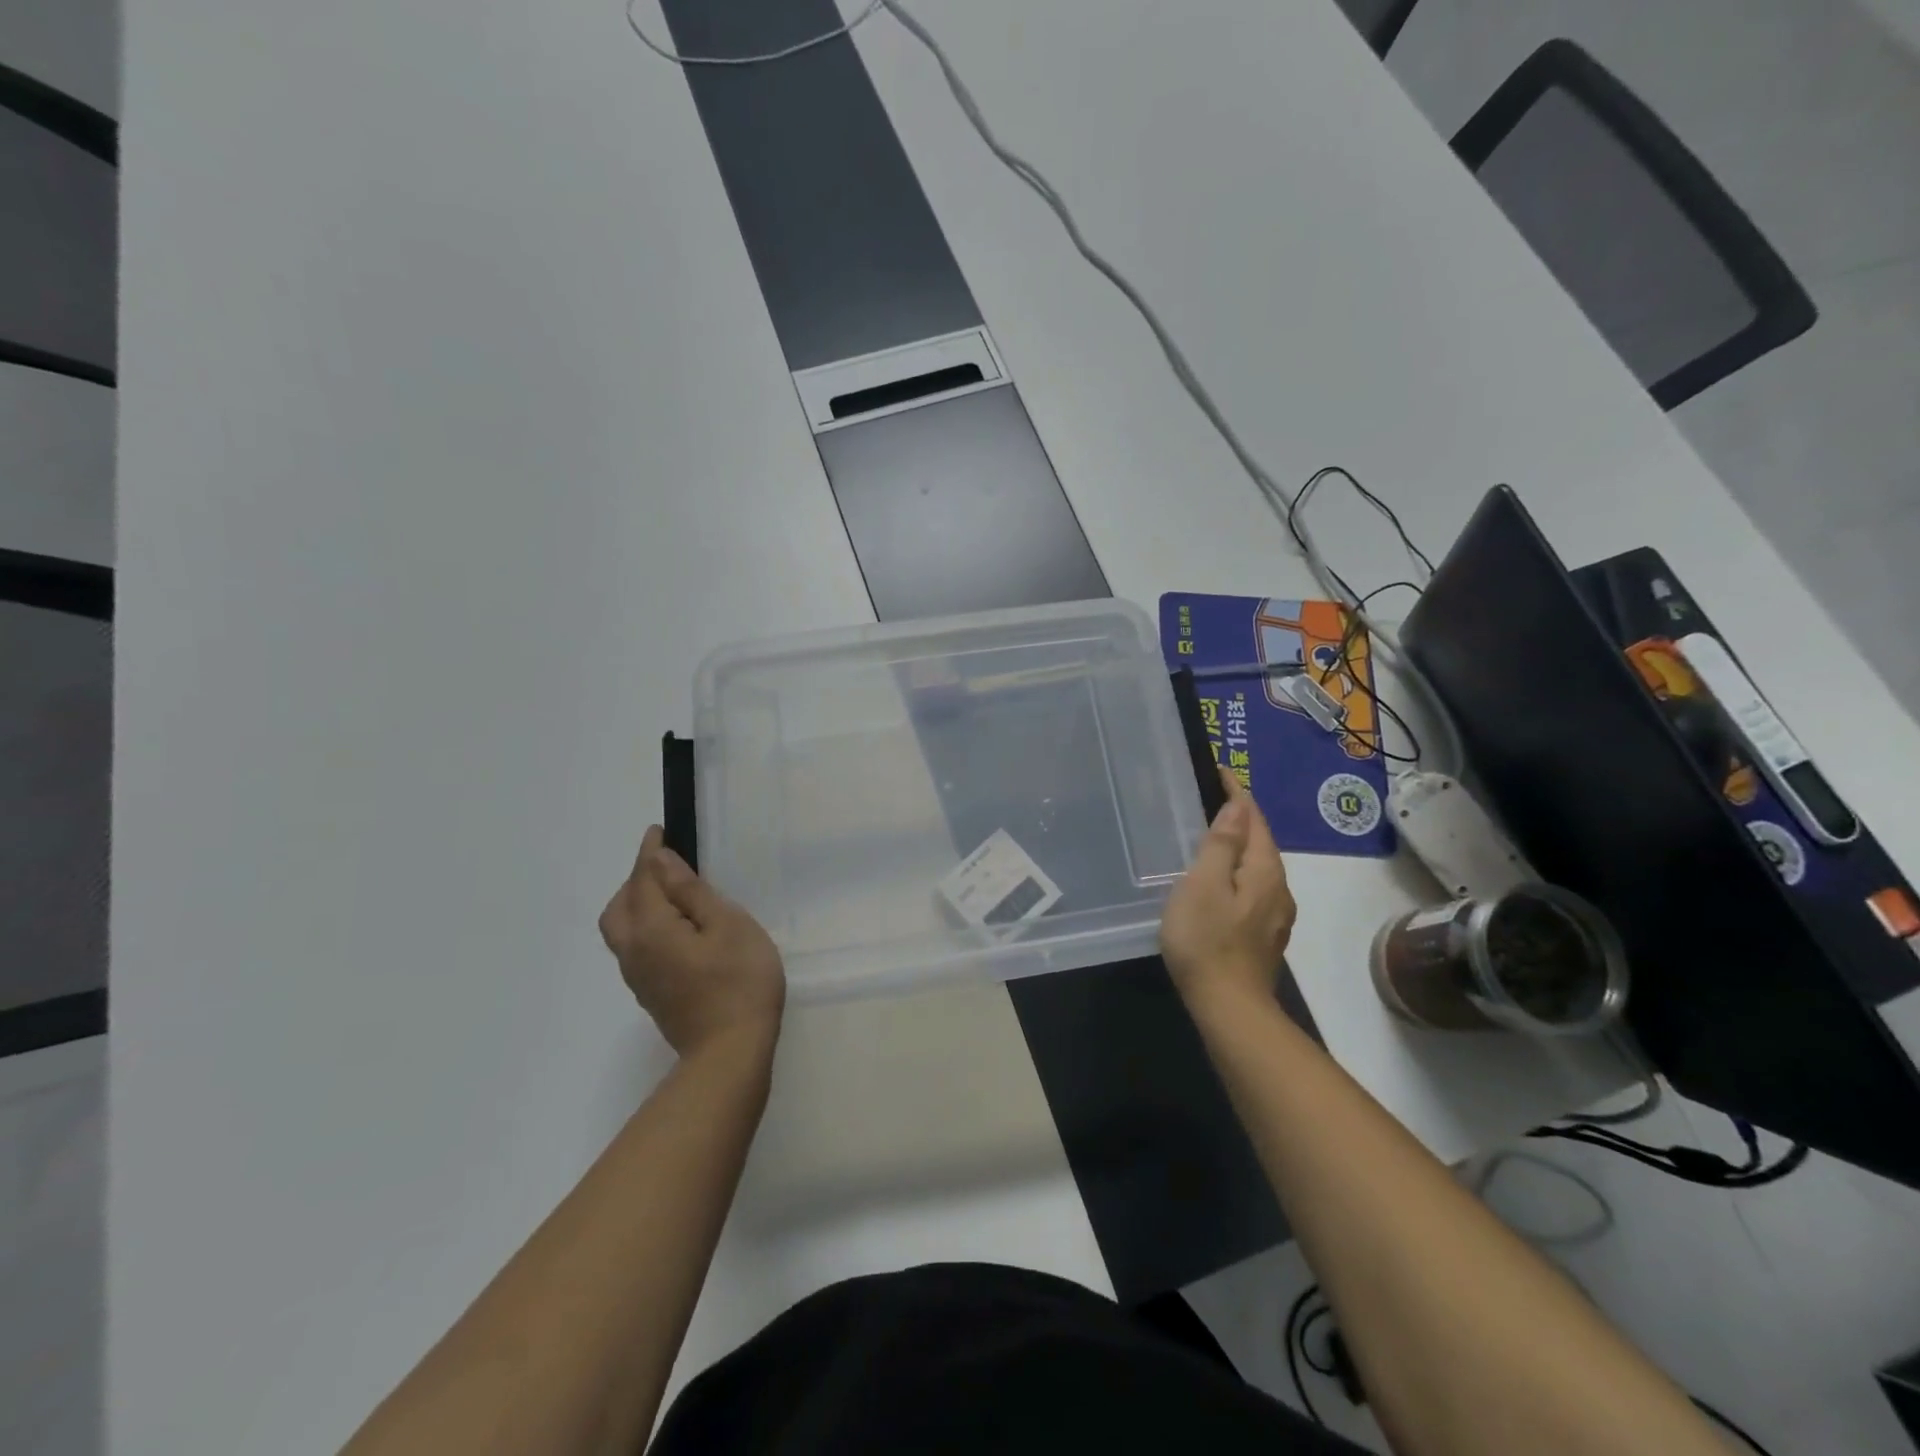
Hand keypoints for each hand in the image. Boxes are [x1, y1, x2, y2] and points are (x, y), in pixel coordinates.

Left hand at [599, 826, 785, 1058]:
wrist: (731, 1052)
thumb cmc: (739, 981)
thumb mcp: (727, 925)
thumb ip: (691, 892)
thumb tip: (661, 862)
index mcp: (651, 929)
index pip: (642, 880)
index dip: (649, 853)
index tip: (658, 831)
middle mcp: (634, 952)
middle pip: (619, 908)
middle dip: (635, 880)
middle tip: (664, 864)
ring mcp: (639, 977)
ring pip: (622, 930)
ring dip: (637, 904)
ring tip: (670, 893)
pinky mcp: (651, 994)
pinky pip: (635, 948)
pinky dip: (644, 926)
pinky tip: (674, 929)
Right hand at [1160, 769, 1296, 1010]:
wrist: (1229, 1008)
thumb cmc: (1207, 940)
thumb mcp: (1204, 884)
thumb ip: (1221, 844)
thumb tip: (1237, 806)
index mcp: (1264, 871)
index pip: (1254, 819)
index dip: (1237, 793)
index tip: (1219, 770)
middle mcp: (1279, 889)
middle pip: (1261, 841)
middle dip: (1241, 816)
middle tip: (1212, 797)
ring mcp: (1275, 915)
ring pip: (1259, 866)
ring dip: (1240, 844)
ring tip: (1213, 833)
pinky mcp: (1264, 935)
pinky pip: (1253, 887)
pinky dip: (1238, 871)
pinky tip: (1221, 880)